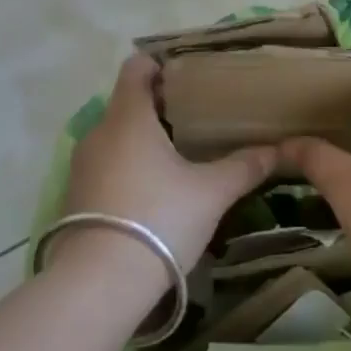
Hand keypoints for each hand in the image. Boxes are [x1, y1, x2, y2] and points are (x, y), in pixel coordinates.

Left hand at [53, 54, 278, 291]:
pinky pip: (106, 166)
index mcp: (128, 117)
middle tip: (198, 117)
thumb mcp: (210, 193)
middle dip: (160, 106)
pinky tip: (154, 192)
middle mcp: (99, 133)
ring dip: (143, 140)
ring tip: (179, 155)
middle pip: (128, 103)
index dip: (160, 64)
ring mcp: (82, 167)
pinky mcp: (75, 199)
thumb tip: (276, 150)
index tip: (189, 75)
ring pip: (116, 137)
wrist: (97, 286)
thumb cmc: (158, 219)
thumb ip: (243, 167)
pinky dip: (128, 167)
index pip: (136, 67)